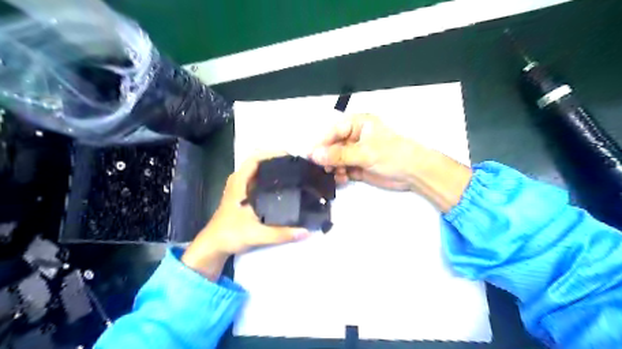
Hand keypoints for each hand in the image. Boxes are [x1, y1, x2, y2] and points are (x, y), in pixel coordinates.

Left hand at [183, 153, 313, 279]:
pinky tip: (283, 187)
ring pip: (259, 171)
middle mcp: (239, 181)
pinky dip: (270, 179)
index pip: (255, 158)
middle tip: (297, 166)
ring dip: (274, 169)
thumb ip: (281, 234)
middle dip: (277, 160)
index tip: (291, 156)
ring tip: (293, 173)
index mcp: (239, 182)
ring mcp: (240, 188)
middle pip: (259, 162)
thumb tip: (306, 232)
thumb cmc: (230, 234)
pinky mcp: (243, 196)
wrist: (213, 246)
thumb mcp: (257, 234)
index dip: (272, 153)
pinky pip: (258, 180)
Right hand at [308, 114, 425, 189]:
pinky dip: (340, 174)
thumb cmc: (392, 154)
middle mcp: (354, 137)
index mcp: (358, 124)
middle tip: (320, 168)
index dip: (321, 142)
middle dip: (326, 157)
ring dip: (333, 167)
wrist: (414, 172)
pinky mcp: (358, 166)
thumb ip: (339, 154)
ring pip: (336, 159)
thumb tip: (315, 155)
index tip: (310, 155)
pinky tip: (341, 179)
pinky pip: (342, 169)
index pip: (333, 130)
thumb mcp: (365, 152)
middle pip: (333, 145)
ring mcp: (356, 152)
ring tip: (334, 174)